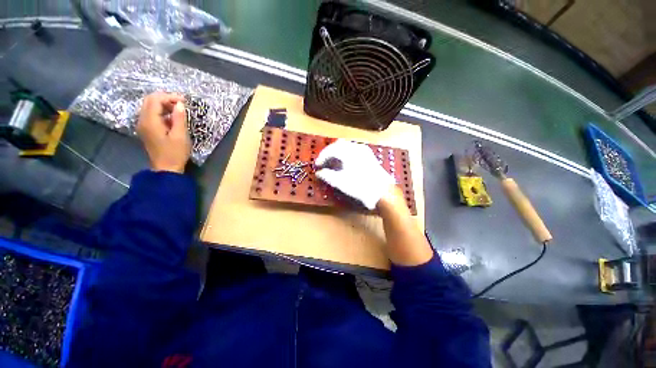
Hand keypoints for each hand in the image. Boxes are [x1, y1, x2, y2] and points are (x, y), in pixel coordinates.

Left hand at [136, 93, 190, 173]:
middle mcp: (142, 120)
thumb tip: (180, 104)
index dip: (169, 97)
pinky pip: (152, 114)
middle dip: (166, 98)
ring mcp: (143, 125)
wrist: (166, 168)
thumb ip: (179, 118)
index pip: (155, 100)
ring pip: (150, 106)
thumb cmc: (175, 153)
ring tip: (179, 110)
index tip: (184, 101)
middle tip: (181, 104)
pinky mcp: (146, 129)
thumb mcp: (180, 136)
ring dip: (164, 105)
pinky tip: (173, 118)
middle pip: (150, 101)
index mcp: (150, 121)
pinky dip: (162, 112)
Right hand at [315, 139, 395, 209]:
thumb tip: (319, 173)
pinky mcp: (369, 155)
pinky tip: (345, 162)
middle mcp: (356, 147)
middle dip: (329, 152)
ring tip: (333, 162)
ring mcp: (364, 150)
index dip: (321, 157)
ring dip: (337, 152)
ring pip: (346, 146)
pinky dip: (346, 153)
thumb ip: (327, 176)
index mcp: (348, 152)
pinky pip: (354, 149)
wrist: (382, 192)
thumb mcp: (340, 182)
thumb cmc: (360, 186)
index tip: (317, 165)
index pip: (330, 150)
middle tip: (324, 162)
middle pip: (338, 145)